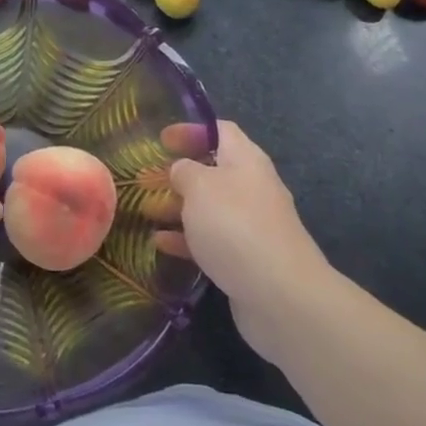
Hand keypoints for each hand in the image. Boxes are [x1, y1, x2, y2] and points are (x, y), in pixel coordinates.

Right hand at [154, 122, 328, 361]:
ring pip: (209, 208)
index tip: (161, 139)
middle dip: (179, 173)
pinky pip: (211, 240)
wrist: (280, 295)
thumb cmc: (235, 226)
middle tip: (145, 179)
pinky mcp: (245, 259)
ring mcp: (250, 226)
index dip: (191, 130)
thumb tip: (182, 170)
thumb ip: (185, 171)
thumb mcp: (201, 187)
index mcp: (246, 161)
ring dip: (178, 207)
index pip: (220, 131)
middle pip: (213, 171)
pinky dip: (185, 239)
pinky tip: (160, 244)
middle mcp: (252, 188)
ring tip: (145, 211)